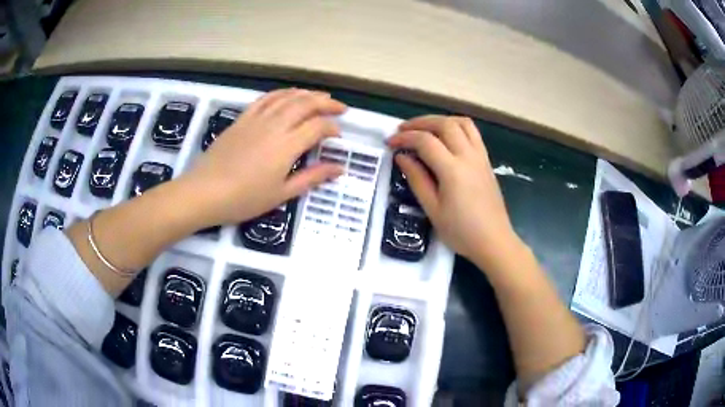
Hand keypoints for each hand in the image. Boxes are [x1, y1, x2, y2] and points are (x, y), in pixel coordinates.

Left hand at [182, 89, 345, 226]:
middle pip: (306, 104)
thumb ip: (312, 177)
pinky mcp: (243, 118)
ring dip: (307, 94)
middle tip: (339, 107)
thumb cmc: (244, 198)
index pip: (318, 126)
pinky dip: (282, 93)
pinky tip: (289, 94)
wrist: (205, 191)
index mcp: (287, 145)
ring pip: (287, 97)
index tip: (337, 136)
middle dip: (326, 103)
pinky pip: (266, 98)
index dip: (332, 128)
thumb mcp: (282, 194)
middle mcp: (275, 125)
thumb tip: (339, 168)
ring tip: (320, 96)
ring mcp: (257, 118)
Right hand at [387, 115, 523, 270]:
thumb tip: (402, 157)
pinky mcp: (486, 161)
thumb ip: (417, 179)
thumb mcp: (433, 210)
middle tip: (403, 130)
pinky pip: (473, 133)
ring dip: (440, 120)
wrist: (494, 241)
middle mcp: (468, 156)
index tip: (390, 143)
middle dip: (420, 122)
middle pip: (444, 124)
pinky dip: (456, 126)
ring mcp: (480, 156)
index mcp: (453, 170)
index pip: (425, 141)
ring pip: (462, 123)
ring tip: (425, 129)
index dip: (405, 138)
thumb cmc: (461, 232)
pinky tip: (446, 137)